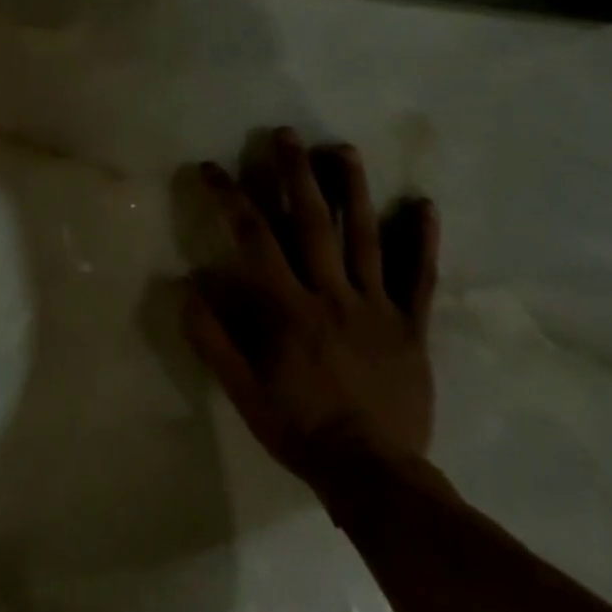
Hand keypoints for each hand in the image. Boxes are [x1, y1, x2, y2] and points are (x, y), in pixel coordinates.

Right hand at [185, 128, 439, 485]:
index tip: (211, 167)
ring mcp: (376, 308)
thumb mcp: (242, 392)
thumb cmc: (300, 430)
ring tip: (343, 148)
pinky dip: (422, 240)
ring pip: (366, 237)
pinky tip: (424, 204)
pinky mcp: (410, 326)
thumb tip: (187, 286)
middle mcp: (332, 295)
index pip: (254, 239)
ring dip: (354, 189)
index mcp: (288, 309)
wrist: (375, 477)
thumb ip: (213, 339)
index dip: (230, 197)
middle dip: (296, 173)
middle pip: (313, 222)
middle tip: (287, 133)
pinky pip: (418, 277)